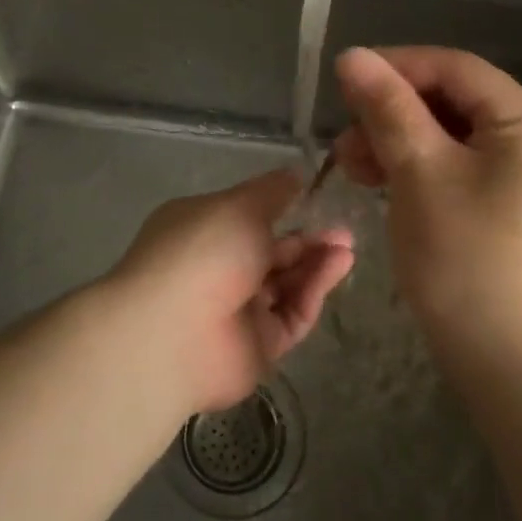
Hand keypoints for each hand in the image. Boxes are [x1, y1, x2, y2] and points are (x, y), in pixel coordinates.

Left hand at [107, 169, 353, 414]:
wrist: (174, 333)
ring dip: (316, 262)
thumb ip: (272, 191)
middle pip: (271, 252)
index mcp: (202, 229)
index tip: (316, 199)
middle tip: (343, 229)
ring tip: (347, 247)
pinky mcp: (259, 345)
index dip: (282, 208)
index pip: (246, 216)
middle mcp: (217, 268)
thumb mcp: (240, 206)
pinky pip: (292, 314)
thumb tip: (294, 175)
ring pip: (286, 283)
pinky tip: (338, 267)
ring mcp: (237, 309)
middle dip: (307, 238)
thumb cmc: (203, 251)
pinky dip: (314, 290)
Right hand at [332, 46, 521, 393]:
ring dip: (399, 145)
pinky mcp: (512, 216)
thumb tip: (354, 56)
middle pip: (453, 102)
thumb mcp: (422, 176)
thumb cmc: (473, 265)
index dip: (394, 67)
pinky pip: (459, 174)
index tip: (341, 85)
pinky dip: (419, 175)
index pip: (453, 68)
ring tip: (354, 171)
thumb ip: (389, 110)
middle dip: (392, 114)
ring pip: (452, 140)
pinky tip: (385, 191)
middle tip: (344, 146)